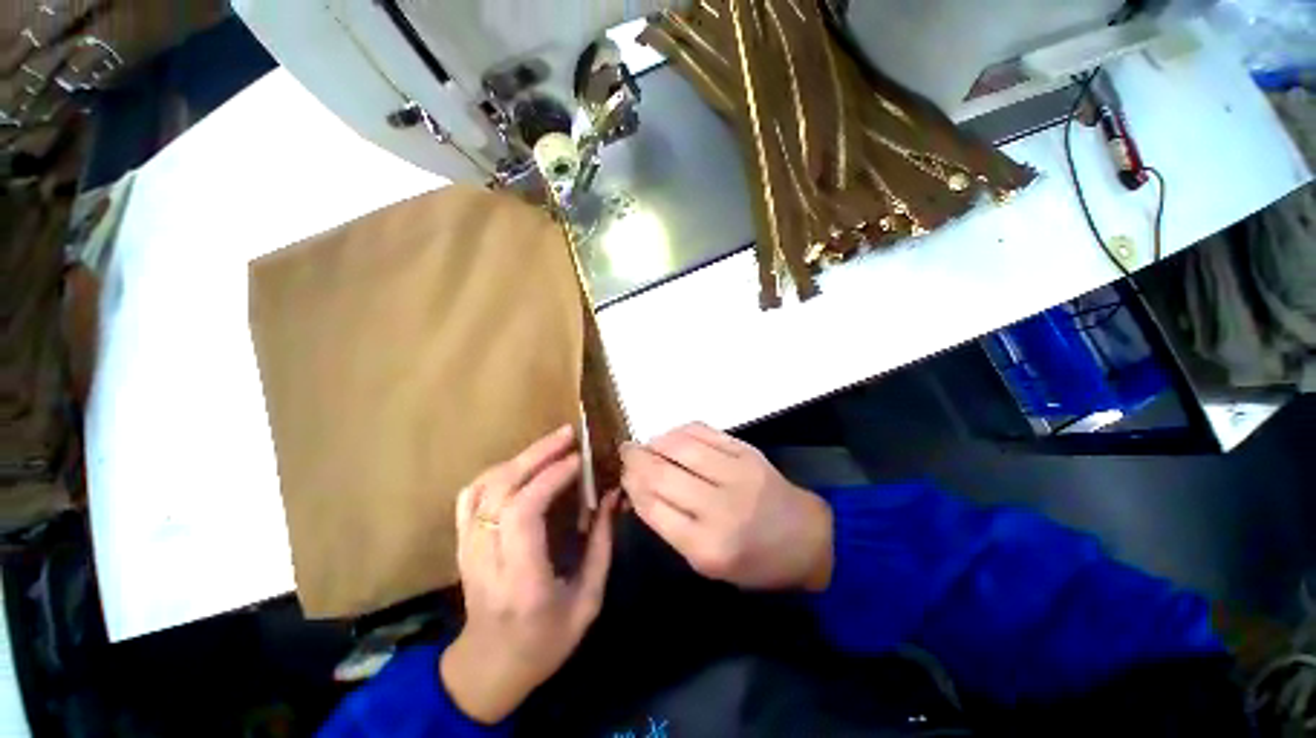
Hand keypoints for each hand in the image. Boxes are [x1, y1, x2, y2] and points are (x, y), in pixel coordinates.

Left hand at [440, 426, 619, 724]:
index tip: (579, 459)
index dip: (551, 477)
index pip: (524, 512)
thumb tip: (612, 495)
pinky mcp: (461, 544)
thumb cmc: (545, 642)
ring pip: (484, 487)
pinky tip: (520, 465)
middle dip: (537, 455)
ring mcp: (466, 549)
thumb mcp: (588, 602)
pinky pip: (470, 495)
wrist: (488, 668)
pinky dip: (496, 471)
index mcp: (521, 580)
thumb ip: (601, 546)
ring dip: (520, 458)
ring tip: (552, 444)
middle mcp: (486, 559)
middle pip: (501, 490)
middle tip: (568, 434)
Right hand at [621, 423, 832, 591]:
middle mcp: (720, 507)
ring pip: (681, 446)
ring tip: (646, 444)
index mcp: (707, 547)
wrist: (806, 537)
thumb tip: (640, 487)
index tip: (622, 475)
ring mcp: (736, 473)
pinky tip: (671, 436)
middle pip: (662, 474)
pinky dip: (680, 431)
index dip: (631, 485)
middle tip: (626, 453)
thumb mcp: (708, 563)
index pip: (653, 506)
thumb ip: (671, 526)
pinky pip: (704, 431)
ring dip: (655, 442)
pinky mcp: (747, 452)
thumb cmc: (754, 561)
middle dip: (636, 460)